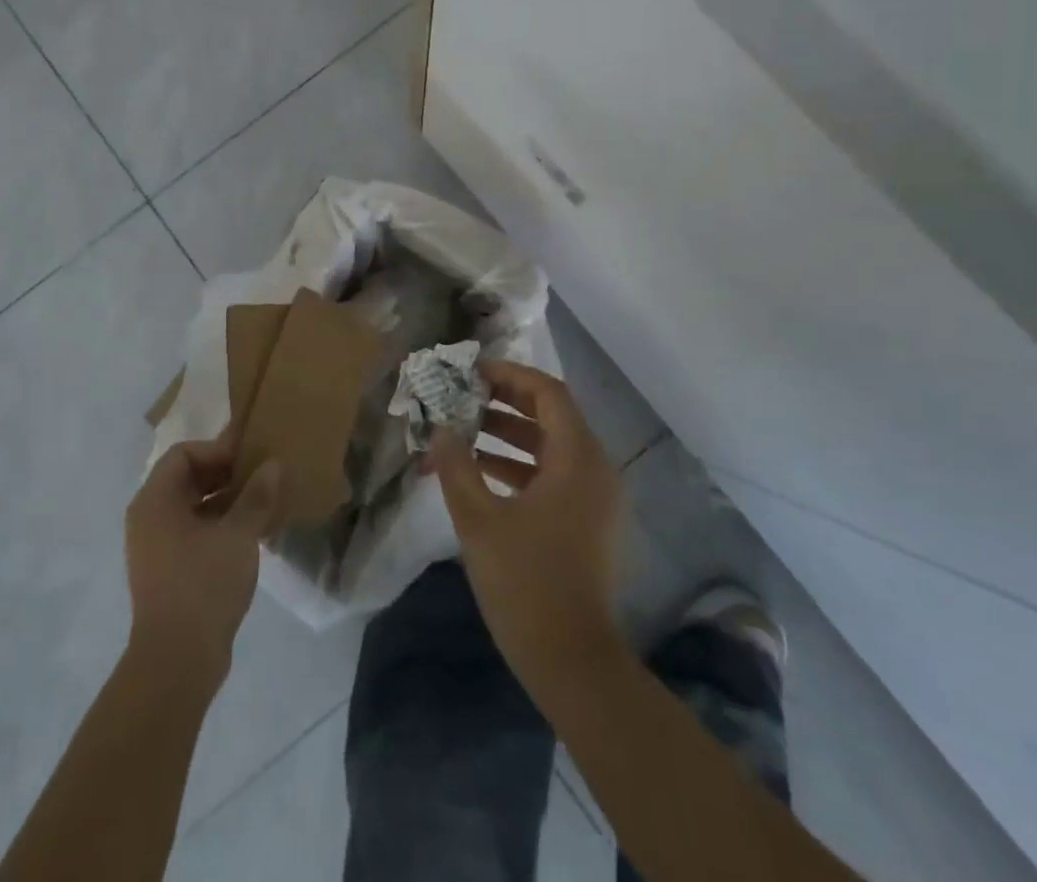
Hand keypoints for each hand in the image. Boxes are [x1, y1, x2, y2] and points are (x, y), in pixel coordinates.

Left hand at [124, 436, 280, 682]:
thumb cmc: (204, 585)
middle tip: (260, 477)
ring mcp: (155, 547)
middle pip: (186, 478)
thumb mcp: (238, 535)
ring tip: (262, 503)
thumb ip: (256, 495)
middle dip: (224, 474)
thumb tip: (273, 464)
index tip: (250, 459)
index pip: (184, 453)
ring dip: (225, 501)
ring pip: (191, 507)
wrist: (177, 662)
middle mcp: (148, 518)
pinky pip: (192, 532)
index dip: (217, 450)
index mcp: (155, 501)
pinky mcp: (166, 571)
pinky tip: (250, 534)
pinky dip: (218, 525)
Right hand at [430, 360, 624, 695]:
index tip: (472, 373)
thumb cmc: (526, 584)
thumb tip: (440, 429)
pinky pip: (555, 475)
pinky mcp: (588, 523)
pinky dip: (520, 466)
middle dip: (506, 402)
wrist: (573, 664)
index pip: (548, 393)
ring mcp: (595, 499)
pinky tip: (481, 472)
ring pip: (552, 446)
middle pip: (552, 415)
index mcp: (577, 459)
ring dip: (509, 434)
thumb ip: (456, 466)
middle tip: (464, 396)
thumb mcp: (479, 520)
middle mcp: (595, 470)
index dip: (510, 375)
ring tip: (464, 430)